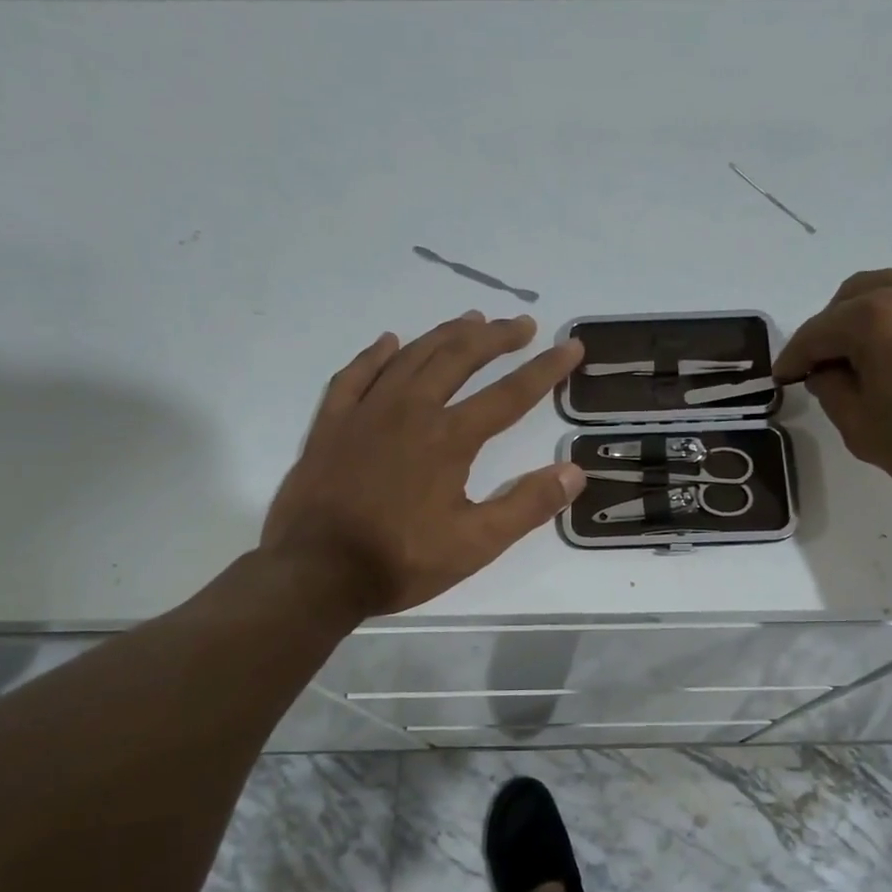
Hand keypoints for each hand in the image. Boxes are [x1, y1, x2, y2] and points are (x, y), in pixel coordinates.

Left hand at [260, 311, 585, 614]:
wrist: (317, 571)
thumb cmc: (401, 560)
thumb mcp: (476, 544)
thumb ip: (527, 505)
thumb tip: (574, 471)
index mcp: (450, 438)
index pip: (509, 394)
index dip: (545, 369)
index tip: (570, 347)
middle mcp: (411, 411)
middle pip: (459, 358)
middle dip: (496, 337)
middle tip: (522, 325)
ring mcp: (366, 412)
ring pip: (412, 356)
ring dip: (446, 335)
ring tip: (471, 320)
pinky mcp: (332, 423)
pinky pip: (355, 375)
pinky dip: (375, 354)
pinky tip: (388, 341)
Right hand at [773, 267, 891, 532]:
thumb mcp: (862, 429)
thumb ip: (831, 389)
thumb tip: (828, 369)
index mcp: (876, 316)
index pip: (816, 331)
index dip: (793, 358)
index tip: (782, 380)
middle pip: (852, 297)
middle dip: (829, 331)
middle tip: (822, 371)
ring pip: (890, 292)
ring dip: (866, 321)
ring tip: (865, 364)